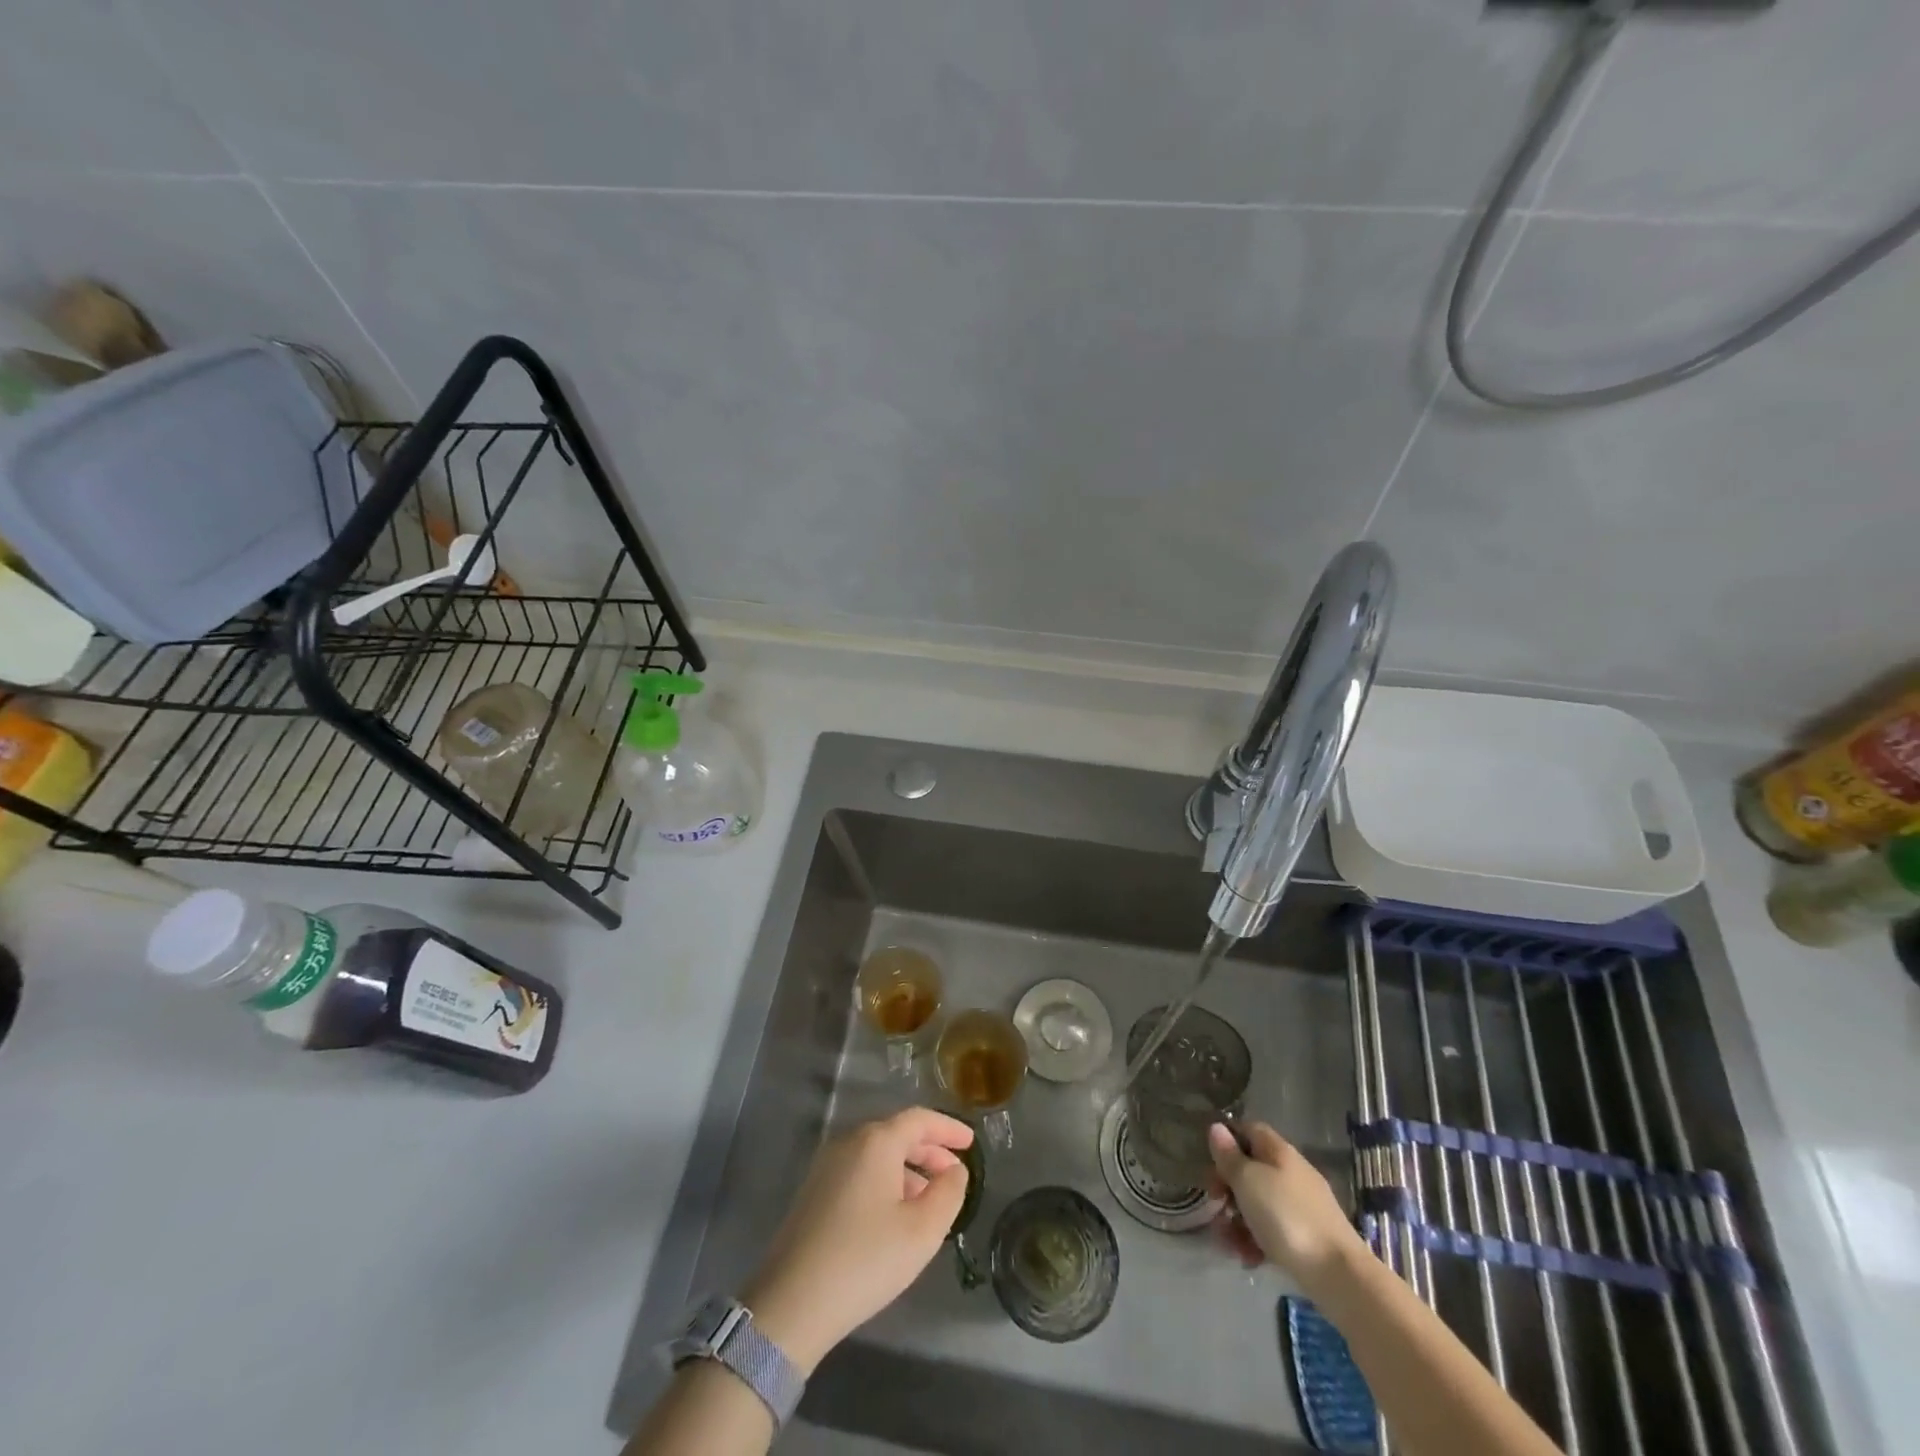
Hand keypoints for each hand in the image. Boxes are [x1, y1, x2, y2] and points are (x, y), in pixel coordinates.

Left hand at [741, 1108, 972, 1373]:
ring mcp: (826, 1166)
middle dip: (930, 1151)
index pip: (920, 1119)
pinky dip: (885, 1182)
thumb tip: (955, 1170)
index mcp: (876, 1141)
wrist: (791, 1303)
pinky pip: (859, 1172)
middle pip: (897, 1134)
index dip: (948, 1128)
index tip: (971, 1142)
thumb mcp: (922, 1231)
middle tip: (954, 1173)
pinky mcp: (813, 1192)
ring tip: (929, 1201)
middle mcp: (849, 1142)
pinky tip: (894, 1215)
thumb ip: (948, 1193)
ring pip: (877, 1155)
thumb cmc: (866, 1259)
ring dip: (908, 1170)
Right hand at [1207, 1121, 1360, 1285]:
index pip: (1249, 1130)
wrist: (1339, 1275)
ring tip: (1228, 1244)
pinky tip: (1248, 1258)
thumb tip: (1217, 1128)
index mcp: (1279, 1152)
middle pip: (1250, 1170)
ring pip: (1258, 1204)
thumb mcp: (1248, 1181)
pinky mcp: (1307, 1238)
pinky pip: (1273, 1231)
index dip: (1227, 1141)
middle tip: (1214, 1206)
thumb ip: (1229, 1156)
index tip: (1210, 1163)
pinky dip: (1256, 1241)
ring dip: (1237, 1221)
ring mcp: (1301, 1206)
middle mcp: (1291, 1173)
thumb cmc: (1286, 1217)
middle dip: (1227, 1188)